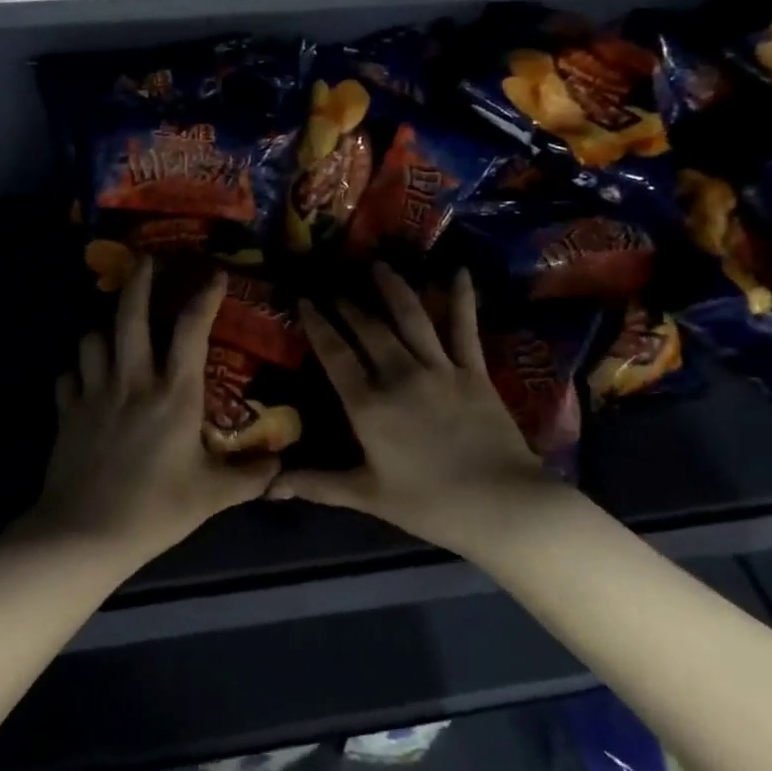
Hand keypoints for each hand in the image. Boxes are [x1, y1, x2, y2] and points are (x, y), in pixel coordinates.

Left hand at [35, 257, 280, 558]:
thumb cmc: (156, 509)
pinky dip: (77, 369)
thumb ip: (250, 478)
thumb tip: (282, 467)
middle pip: (130, 315)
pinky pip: (68, 375)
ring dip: (104, 327)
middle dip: (139, 281)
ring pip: (92, 338)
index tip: (214, 273)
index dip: (204, 296)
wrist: (85, 532)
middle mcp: (132, 380)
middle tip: (146, 260)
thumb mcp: (212, 496)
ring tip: (113, 328)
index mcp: (174, 394)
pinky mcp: (67, 410)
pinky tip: (84, 377)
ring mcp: (94, 392)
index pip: (191, 330)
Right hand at [270, 264, 571, 557]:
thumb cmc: (430, 504)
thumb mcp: (368, 496)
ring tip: (378, 266)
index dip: (318, 325)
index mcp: (368, 405)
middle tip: (335, 285)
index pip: (335, 355)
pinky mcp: (473, 370)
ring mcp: (439, 369)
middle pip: (368, 329)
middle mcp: (399, 376)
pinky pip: (464, 327)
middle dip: (348, 304)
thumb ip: (318, 484)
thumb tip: (269, 488)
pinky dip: (461, 298)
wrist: (502, 505)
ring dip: (392, 289)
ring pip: (410, 318)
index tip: (305, 300)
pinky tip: (459, 272)